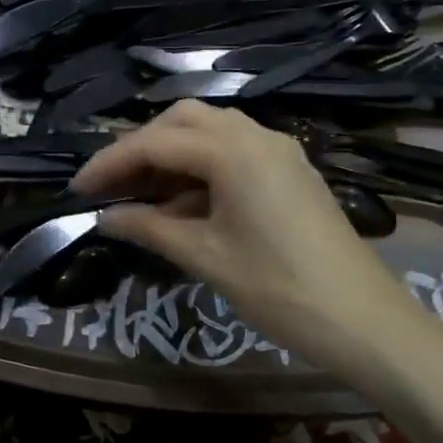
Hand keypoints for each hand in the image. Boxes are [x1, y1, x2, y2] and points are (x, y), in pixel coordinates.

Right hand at [74, 102, 442, 442]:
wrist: (365, 321)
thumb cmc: (279, 289)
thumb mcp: (205, 258)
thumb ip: (149, 228)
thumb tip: (106, 217)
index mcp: (234, 151)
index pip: (155, 143)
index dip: (110, 162)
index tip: (77, 188)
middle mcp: (257, 136)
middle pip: (183, 120)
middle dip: (140, 146)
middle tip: (111, 184)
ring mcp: (279, 151)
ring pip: (210, 132)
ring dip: (170, 154)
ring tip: (138, 193)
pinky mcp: (290, 171)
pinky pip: (233, 152)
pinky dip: (199, 168)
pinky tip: (180, 203)